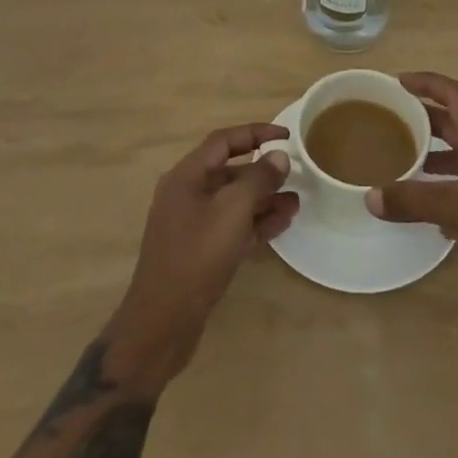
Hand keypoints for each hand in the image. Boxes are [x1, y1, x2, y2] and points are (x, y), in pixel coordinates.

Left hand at [108, 123, 297, 388]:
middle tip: (295, 173)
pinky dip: (256, 222)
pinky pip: (233, 226)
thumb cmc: (196, 257)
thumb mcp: (232, 211)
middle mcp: (187, 194)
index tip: (287, 135)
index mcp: (187, 176)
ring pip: (234, 201)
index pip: (224, 140)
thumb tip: (279, 157)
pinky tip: (283, 223)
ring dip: (264, 199)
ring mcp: (193, 225)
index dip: (256, 132)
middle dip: (263, 171)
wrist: (161, 325)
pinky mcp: (200, 252)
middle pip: (230, 171)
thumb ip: (258, 179)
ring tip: (296, 202)